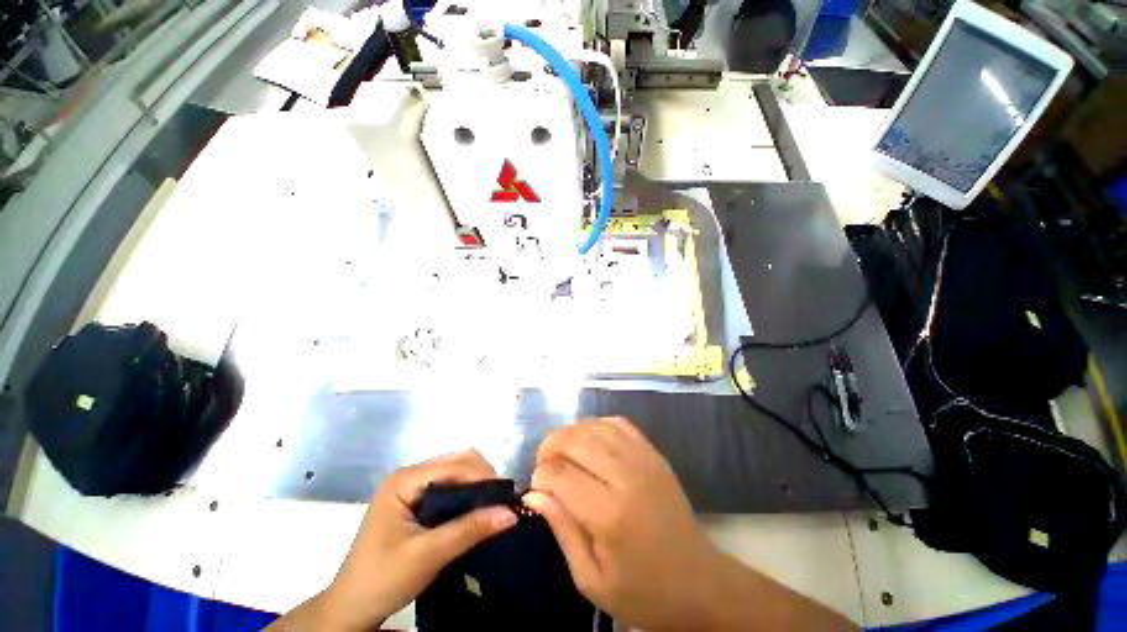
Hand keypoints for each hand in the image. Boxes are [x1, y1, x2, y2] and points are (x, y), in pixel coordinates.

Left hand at [314, 450, 516, 630]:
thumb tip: (512, 511)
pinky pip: (445, 499)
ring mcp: (407, 497)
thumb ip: (468, 530)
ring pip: (452, 483)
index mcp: (402, 482)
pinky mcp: (412, 514)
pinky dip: (466, 507)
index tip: (516, 503)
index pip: (454, 465)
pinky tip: (480, 525)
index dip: (486, 479)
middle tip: (509, 513)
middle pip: (454, 467)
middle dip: (484, 484)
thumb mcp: (429, 554)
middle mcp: (405, 481)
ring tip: (500, 520)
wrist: (357, 600)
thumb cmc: (386, 574)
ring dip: (477, 496)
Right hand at [525, 417, 719, 629]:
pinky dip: (598, 430)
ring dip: (571, 437)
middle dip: (548, 450)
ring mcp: (650, 465)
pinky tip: (590, 453)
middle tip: (544, 478)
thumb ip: (563, 532)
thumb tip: (534, 495)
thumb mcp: (590, 579)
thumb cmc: (643, 594)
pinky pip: (623, 427)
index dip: (538, 480)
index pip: (557, 472)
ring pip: (598, 426)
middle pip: (576, 438)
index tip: (537, 499)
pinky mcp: (661, 462)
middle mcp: (631, 479)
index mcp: (610, 514)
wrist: (701, 586)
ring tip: (563, 464)